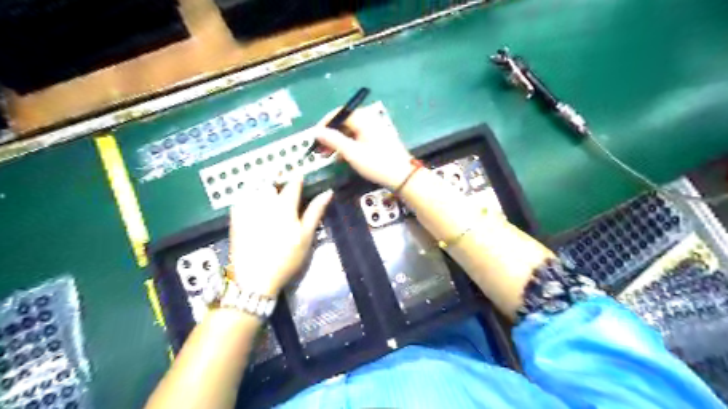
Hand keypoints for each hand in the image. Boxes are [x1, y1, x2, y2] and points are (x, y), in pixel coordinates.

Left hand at [226, 176, 332, 296]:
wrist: (255, 278)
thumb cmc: (286, 258)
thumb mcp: (306, 236)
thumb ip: (315, 212)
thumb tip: (328, 192)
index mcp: (285, 205)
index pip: (293, 184)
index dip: (298, 177)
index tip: (301, 174)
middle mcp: (265, 202)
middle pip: (272, 181)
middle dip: (278, 176)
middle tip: (283, 178)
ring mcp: (248, 208)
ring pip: (255, 186)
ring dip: (263, 182)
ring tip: (269, 184)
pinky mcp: (236, 217)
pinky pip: (241, 196)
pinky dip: (248, 192)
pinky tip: (252, 197)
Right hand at [315, 105, 411, 188]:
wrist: (403, 176)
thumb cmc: (377, 164)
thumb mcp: (352, 153)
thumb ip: (333, 140)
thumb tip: (317, 132)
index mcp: (363, 118)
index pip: (338, 113)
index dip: (324, 125)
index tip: (314, 138)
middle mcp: (369, 120)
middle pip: (344, 123)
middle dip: (330, 136)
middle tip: (319, 150)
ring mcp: (374, 129)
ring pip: (350, 132)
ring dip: (338, 142)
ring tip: (328, 156)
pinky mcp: (378, 139)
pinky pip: (358, 138)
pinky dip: (348, 146)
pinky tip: (342, 158)